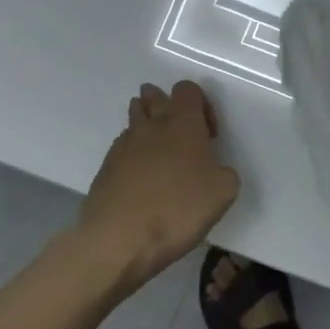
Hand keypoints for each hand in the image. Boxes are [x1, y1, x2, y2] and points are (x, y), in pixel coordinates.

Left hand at [76, 81, 240, 288]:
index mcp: (183, 124)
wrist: (119, 239)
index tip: (209, 134)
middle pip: (154, 96)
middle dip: (166, 105)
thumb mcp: (223, 192)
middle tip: (179, 131)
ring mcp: (123, 146)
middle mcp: (151, 126)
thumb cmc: (178, 209)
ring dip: (146, 125)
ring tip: (159, 151)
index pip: (187, 89)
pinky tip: (141, 178)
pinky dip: (132, 154)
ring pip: (134, 119)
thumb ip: (224, 172)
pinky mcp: (105, 168)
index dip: (201, 104)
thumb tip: (214, 171)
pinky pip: (122, 147)